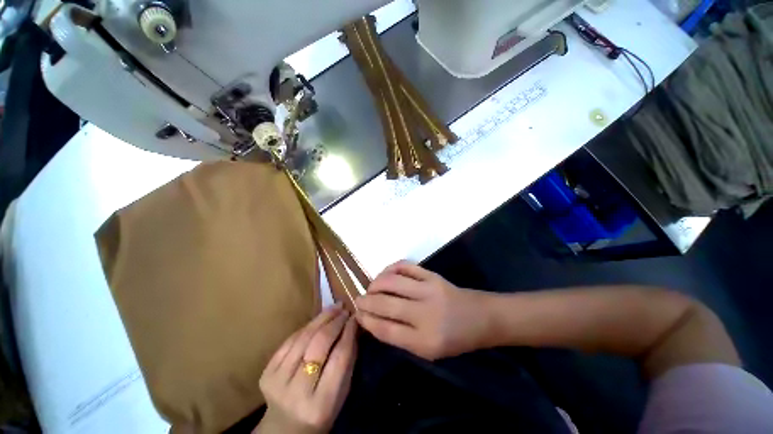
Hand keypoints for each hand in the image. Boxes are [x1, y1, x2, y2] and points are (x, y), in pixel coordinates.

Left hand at [255, 305, 356, 433]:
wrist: (284, 428)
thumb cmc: (321, 410)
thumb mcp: (341, 392)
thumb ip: (348, 360)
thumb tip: (353, 326)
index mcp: (321, 403)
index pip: (339, 357)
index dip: (348, 333)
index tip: (355, 317)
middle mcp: (297, 392)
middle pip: (319, 345)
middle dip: (334, 322)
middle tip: (344, 309)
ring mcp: (277, 381)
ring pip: (303, 338)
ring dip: (321, 318)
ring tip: (334, 307)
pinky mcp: (266, 373)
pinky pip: (290, 341)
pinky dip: (306, 327)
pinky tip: (318, 319)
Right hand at [355, 261, 492, 360]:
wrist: (480, 317)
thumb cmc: (454, 339)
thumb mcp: (428, 350)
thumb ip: (401, 337)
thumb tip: (374, 320)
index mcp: (425, 341)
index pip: (386, 330)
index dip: (367, 321)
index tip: (358, 315)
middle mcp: (425, 314)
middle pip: (385, 305)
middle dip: (366, 302)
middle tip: (358, 300)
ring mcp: (429, 290)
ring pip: (392, 282)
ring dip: (375, 284)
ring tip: (371, 288)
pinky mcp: (432, 275)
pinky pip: (405, 267)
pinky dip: (390, 268)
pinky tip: (385, 274)